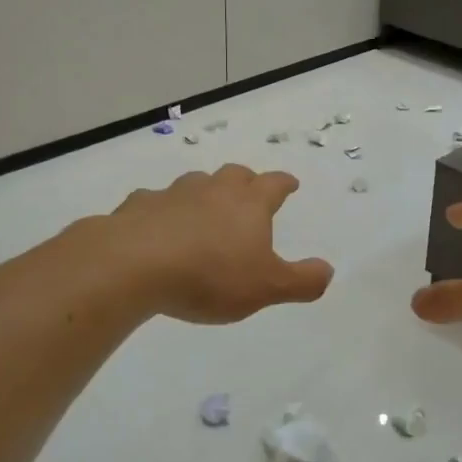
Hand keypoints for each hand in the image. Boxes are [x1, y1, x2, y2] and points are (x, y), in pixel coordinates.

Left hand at [106, 165, 333, 323]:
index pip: (274, 184)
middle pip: (235, 175)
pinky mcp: (138, 207)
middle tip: (249, 193)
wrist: (133, 264)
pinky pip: (155, 202)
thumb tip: (328, 270)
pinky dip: (162, 210)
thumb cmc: (210, 275)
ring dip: (205, 192)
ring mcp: (173, 194)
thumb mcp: (266, 287)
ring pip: (195, 183)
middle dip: (246, 181)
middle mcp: (214, 190)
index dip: (285, 183)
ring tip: (205, 209)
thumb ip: (301, 281)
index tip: (291, 184)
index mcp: (249, 204)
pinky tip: (157, 225)